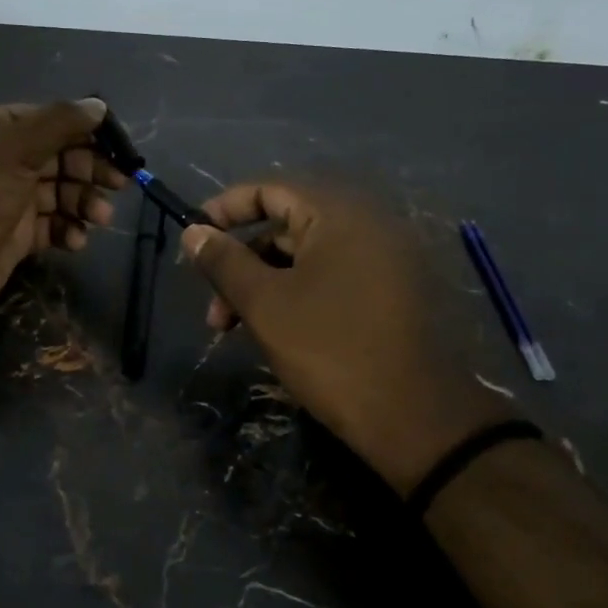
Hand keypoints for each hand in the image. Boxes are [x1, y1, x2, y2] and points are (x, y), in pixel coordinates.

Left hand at [0, 99, 125, 324]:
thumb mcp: (15, 149)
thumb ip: (59, 123)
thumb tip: (99, 105)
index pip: (49, 121)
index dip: (85, 131)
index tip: (119, 146)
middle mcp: (0, 160)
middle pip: (58, 157)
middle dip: (90, 169)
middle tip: (119, 183)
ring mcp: (8, 199)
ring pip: (58, 193)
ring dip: (83, 202)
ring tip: (100, 217)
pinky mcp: (15, 235)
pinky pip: (51, 225)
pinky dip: (67, 230)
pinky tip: (76, 240)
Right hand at [181, 182, 512, 493]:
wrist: (414, 417)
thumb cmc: (330, 350)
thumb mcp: (265, 304)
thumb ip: (224, 262)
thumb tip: (193, 232)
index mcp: (339, 215)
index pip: (270, 189)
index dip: (225, 210)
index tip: (192, 237)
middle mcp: (367, 225)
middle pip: (286, 227)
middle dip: (241, 264)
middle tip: (214, 309)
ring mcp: (384, 260)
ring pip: (306, 259)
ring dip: (264, 286)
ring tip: (236, 330)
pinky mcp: (391, 293)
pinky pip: (331, 278)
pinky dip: (296, 296)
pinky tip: (277, 333)